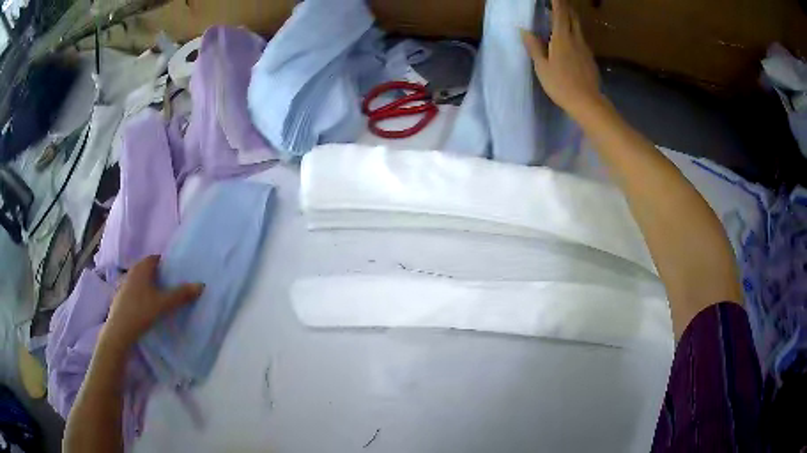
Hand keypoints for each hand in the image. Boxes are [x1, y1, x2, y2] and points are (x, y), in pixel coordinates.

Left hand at [103, 255, 202, 347]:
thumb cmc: (141, 311)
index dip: (166, 263)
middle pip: (148, 268)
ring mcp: (125, 284)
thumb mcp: (163, 304)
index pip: (156, 258)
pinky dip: (142, 294)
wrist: (120, 330)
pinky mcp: (121, 296)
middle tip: (171, 285)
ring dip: (150, 285)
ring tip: (161, 296)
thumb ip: (181, 294)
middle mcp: (132, 271)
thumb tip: (201, 285)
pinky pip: (135, 290)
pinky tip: (147, 307)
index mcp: (142, 267)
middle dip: (159, 274)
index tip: (176, 272)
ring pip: (141, 280)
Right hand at [521, 0, 603, 119]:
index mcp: (562, 38)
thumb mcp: (542, 67)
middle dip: (566, 7)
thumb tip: (524, 31)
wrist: (587, 103)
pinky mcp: (590, 59)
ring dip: (571, 19)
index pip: (560, 14)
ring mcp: (585, 49)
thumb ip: (534, 47)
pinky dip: (575, 33)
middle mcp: (576, 39)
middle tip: (559, 2)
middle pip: (572, 17)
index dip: (557, 2)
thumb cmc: (561, 84)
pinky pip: (581, 40)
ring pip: (578, 28)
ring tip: (563, 17)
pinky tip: (571, 40)